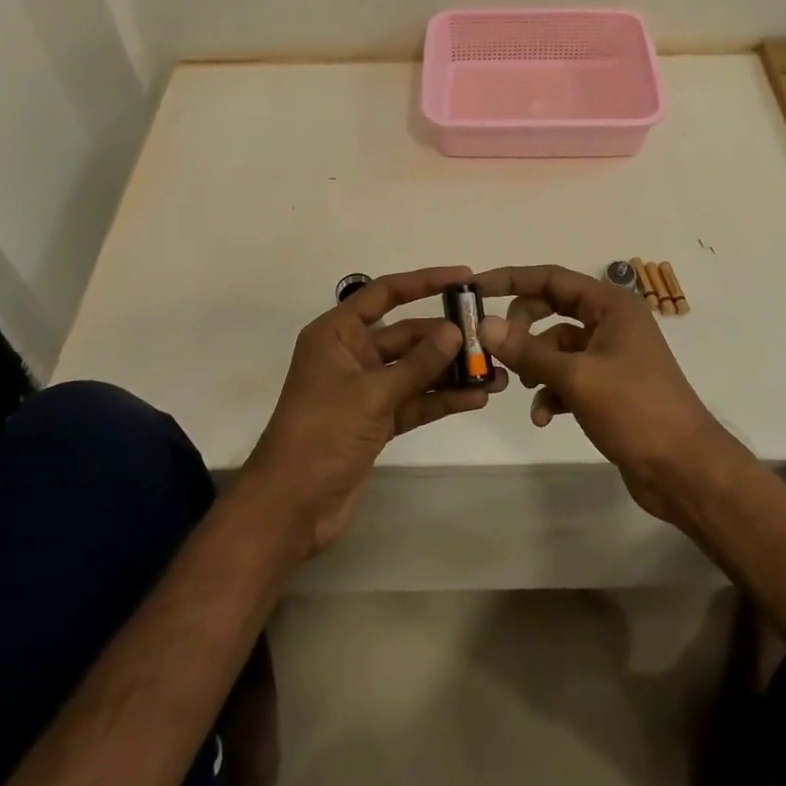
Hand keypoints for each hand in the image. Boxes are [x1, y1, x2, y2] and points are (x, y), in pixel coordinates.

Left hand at [240, 267, 507, 559]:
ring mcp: (365, 389)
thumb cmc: (322, 434)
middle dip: (446, 337)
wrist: (290, 508)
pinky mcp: (377, 421)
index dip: (424, 282)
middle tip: (489, 337)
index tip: (464, 277)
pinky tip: (477, 398)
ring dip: (451, 371)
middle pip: (406, 334)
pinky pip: (415, 401)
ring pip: (415, 370)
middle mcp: (352, 354)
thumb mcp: (372, 394)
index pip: (385, 294)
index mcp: (337, 333)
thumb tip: (455, 332)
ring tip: (495, 372)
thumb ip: (417, 364)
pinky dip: (441, 399)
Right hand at [474, 264, 742, 526]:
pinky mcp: (608, 386)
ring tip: (521, 387)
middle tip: (496, 347)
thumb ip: (528, 350)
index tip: (477, 288)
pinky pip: (568, 376)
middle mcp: (610, 321)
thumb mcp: (576, 377)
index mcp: (611, 305)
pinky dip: (552, 391)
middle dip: (522, 328)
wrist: (685, 470)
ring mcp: (610, 354)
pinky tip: (543, 416)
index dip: (513, 279)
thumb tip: (485, 325)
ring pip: (557, 346)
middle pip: (551, 309)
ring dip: (536, 365)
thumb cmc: (635, 409)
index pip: (552, 278)